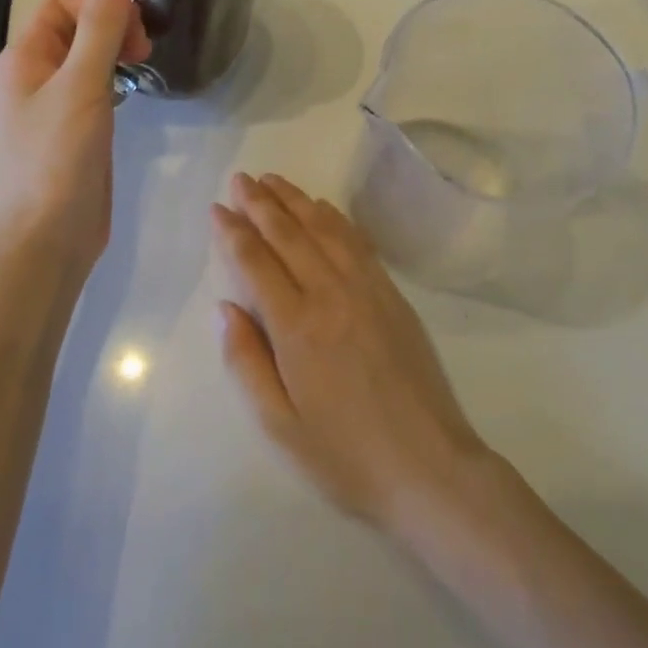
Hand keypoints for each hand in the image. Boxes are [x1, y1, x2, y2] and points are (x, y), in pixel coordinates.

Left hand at [0, 0, 149, 278]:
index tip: (132, 35)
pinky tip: (131, 94)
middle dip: (110, 26)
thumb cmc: (56, 158)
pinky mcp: (74, 129)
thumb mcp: (81, 86)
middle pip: (74, 25)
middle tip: (142, 53)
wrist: (47, 238)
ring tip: (140, 68)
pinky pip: (94, 86)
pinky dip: (114, 79)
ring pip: (86, 56)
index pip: (60, 3)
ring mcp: (53, 104)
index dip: (98, 6)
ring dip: (114, 51)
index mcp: (23, 57)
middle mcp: (33, 74)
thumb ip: (100, 28)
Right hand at [211, 173, 487, 532]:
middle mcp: (330, 295)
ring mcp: (366, 289)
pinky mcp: (392, 294)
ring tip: (272, 180)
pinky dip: (334, 218)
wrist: (430, 469)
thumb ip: (246, 362)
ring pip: (323, 229)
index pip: (256, 262)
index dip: (233, 232)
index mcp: (297, 327)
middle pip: (288, 235)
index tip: (217, 208)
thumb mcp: (280, 426)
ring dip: (295, 200)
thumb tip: (224, 308)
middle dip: (260, 203)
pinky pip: (357, 242)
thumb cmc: (346, 456)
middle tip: (240, 179)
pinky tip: (321, 207)